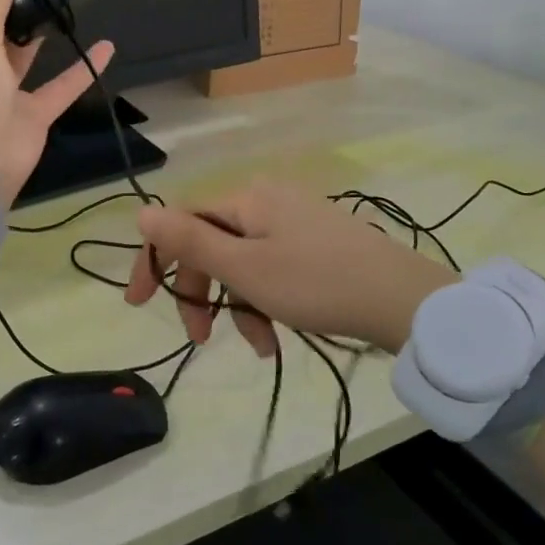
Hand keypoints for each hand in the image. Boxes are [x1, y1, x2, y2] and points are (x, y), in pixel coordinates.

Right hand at [124, 182, 455, 354]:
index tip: (140, 304)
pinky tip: (278, 335)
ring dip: (239, 305)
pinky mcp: (317, 243)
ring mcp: (295, 221)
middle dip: (202, 292)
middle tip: (201, 337)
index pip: (182, 222)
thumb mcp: (245, 268)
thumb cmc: (316, 283)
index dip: (156, 260)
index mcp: (246, 199)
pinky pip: (272, 268)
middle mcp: (267, 200)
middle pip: (212, 244)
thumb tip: (142, 210)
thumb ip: (190, 241)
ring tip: (260, 346)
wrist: (404, 300)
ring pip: (243, 263)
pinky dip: (266, 301)